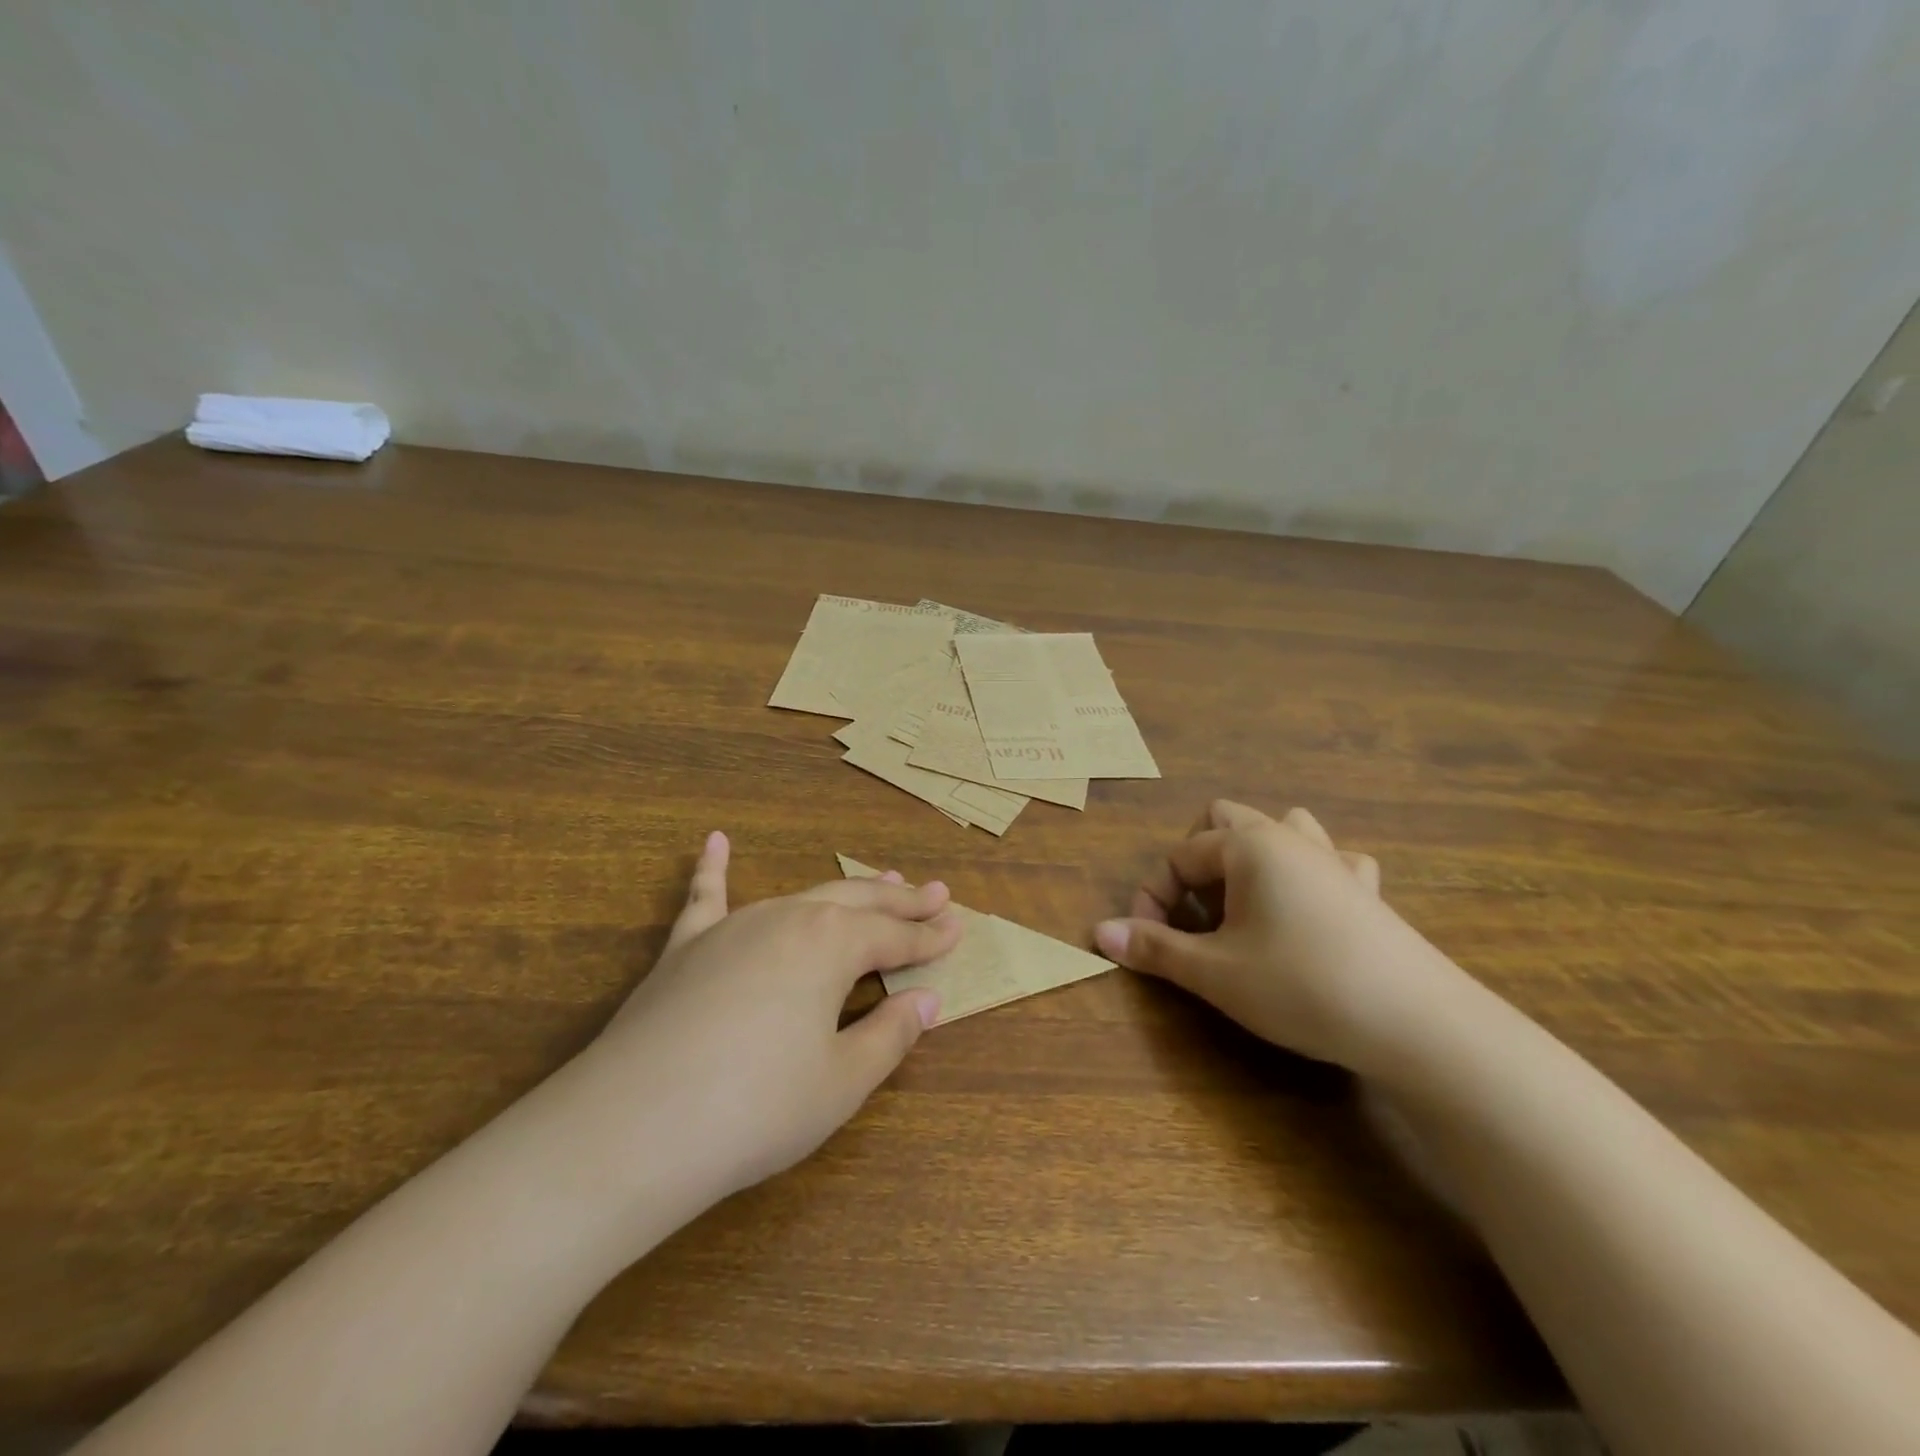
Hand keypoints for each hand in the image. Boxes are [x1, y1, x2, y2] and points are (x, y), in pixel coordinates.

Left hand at [558, 833, 959, 1223]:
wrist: (634, 1129)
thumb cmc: (756, 1108)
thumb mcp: (841, 1081)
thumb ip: (890, 1034)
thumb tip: (927, 1000)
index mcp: (832, 945)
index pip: (895, 938)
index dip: (930, 937)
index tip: (959, 927)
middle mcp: (787, 918)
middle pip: (857, 903)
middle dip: (900, 901)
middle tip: (935, 893)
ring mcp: (733, 927)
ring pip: (802, 895)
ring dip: (844, 890)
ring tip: (877, 881)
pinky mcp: (687, 948)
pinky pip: (705, 897)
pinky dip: (712, 868)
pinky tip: (714, 841)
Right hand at [1094, 800, 1458, 1074]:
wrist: (1416, 1023)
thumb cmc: (1300, 985)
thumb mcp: (1215, 972)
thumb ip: (1154, 948)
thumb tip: (1098, 933)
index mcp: (1248, 845)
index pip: (1178, 857)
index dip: (1152, 898)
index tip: (1146, 944)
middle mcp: (1289, 838)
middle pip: (1225, 820)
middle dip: (1197, 861)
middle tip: (1193, 913)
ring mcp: (1334, 860)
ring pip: (1281, 828)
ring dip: (1251, 856)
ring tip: (1243, 903)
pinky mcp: (1368, 891)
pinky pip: (1331, 860)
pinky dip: (1308, 873)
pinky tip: (1308, 908)